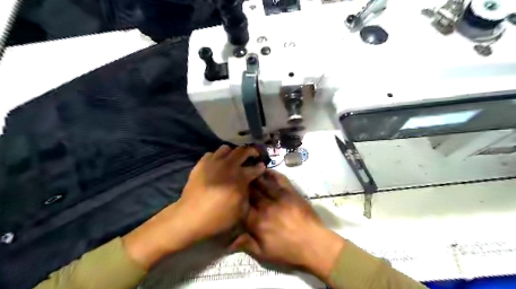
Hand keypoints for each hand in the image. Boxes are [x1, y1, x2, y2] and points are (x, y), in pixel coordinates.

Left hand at [178, 145, 264, 240]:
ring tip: (233, 159)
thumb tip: (248, 185)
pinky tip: (217, 165)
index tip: (262, 167)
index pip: (255, 168)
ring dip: (233, 152)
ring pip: (226, 148)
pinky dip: (217, 157)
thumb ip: (248, 194)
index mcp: (240, 177)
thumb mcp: (241, 211)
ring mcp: (214, 162)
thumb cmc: (219, 217)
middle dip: (251, 151)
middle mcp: (229, 165)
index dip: (260, 167)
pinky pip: (211, 154)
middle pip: (243, 151)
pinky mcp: (201, 164)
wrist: (191, 217)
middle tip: (253, 155)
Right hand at [231, 171, 343, 280]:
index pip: (241, 206)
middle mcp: (266, 206)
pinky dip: (272, 173)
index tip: (231, 195)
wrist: (314, 243)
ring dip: (254, 176)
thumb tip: (228, 242)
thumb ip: (246, 244)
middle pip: (250, 191)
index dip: (235, 199)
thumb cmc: (289, 251)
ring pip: (262, 183)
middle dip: (242, 185)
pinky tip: (265, 170)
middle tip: (237, 180)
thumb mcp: (265, 254)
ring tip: (247, 170)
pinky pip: (279, 179)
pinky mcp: (291, 192)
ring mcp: (279, 197)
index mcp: (257, 222)